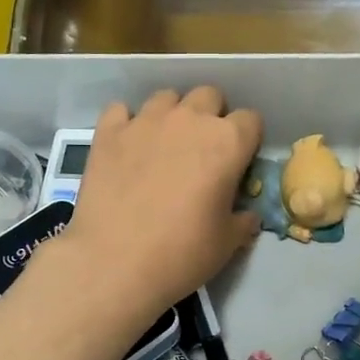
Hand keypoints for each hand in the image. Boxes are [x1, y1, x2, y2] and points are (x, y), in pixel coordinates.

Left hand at [51, 86, 263, 320]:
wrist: (113, 263)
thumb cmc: (181, 255)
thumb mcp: (226, 244)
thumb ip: (242, 220)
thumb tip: (246, 215)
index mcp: (227, 143)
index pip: (251, 120)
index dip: (247, 140)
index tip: (238, 163)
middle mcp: (189, 120)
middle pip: (209, 96)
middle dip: (211, 116)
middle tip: (202, 151)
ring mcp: (145, 121)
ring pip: (167, 97)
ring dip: (171, 115)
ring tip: (164, 146)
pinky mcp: (108, 132)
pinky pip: (122, 110)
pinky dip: (127, 123)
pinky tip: (126, 147)